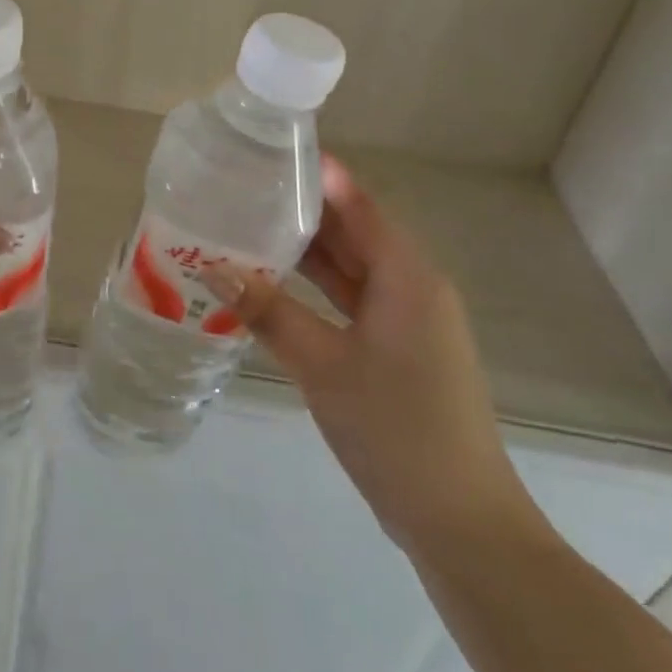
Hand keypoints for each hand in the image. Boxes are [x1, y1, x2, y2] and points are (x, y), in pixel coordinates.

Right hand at [208, 156, 543, 557]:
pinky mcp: (398, 349)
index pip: (360, 206)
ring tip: (249, 226)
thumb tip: (212, 268)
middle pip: (355, 232)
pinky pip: (352, 300)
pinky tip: (274, 285)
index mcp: (407, 277)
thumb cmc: (395, 428)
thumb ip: (269, 312)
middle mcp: (412, 288)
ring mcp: (408, 321)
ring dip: (307, 251)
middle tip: (246, 188)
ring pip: (352, 268)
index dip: (322, 176)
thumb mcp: (322, 365)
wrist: (458, 520)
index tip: (274, 151)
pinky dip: (317, 289)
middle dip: (304, 210)